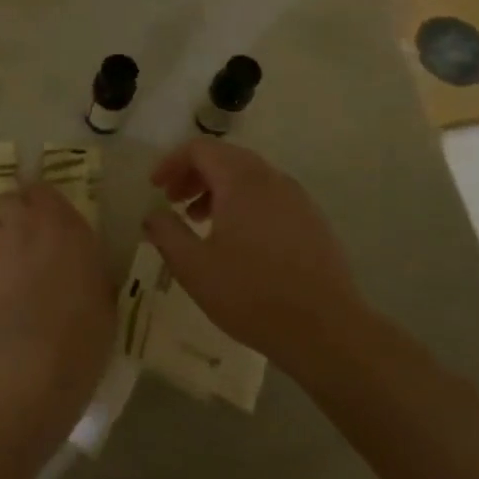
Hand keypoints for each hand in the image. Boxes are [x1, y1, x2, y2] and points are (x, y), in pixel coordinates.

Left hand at [0, 183, 115, 408]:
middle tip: (20, 241)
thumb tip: (78, 259)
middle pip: (7, 200)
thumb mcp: (103, 287)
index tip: (45, 220)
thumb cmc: (85, 328)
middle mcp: (25, 222)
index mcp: (63, 222)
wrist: (38, 359)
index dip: (40, 203)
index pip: (42, 189)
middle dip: (12, 215)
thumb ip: (86, 260)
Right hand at [144, 140, 365, 368]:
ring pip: (249, 177)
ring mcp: (297, 198)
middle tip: (173, 201)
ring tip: (200, 222)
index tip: (155, 187)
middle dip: (194, 175)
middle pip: (225, 158)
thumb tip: (153, 214)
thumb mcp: (194, 267)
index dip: (172, 162)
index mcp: (241, 180)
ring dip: (218, 190)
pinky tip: (237, 241)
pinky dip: (244, 203)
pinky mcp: (312, 220)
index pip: (200, 149)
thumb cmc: (251, 294)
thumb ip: (166, 233)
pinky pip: (269, 197)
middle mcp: (271, 178)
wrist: (325, 329)